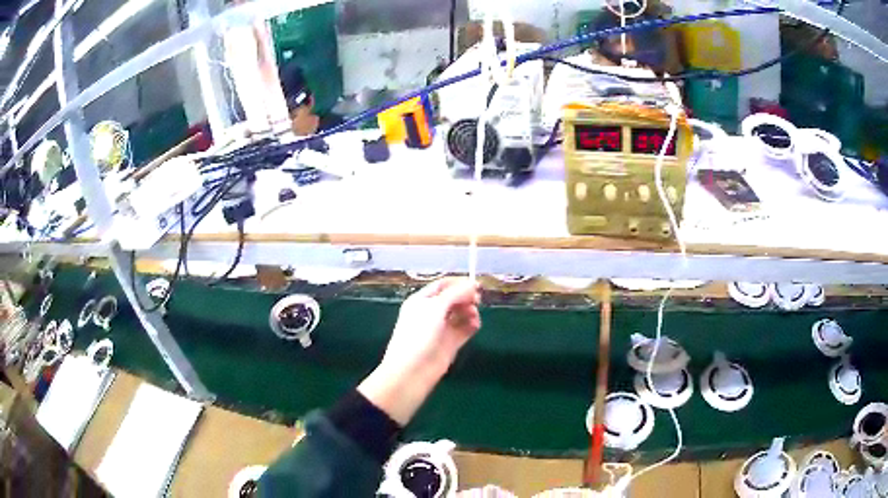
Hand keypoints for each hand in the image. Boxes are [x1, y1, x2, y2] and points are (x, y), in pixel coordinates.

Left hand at [358, 277, 481, 425]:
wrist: (412, 371)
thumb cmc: (418, 334)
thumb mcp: (435, 308)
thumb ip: (456, 294)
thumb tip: (474, 283)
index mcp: (422, 301)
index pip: (443, 285)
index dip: (459, 283)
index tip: (476, 284)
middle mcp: (431, 312)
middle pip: (454, 298)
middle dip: (466, 297)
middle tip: (477, 300)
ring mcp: (442, 328)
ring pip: (461, 313)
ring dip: (470, 311)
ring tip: (473, 316)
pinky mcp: (451, 343)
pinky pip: (465, 328)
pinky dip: (472, 324)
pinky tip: (475, 325)